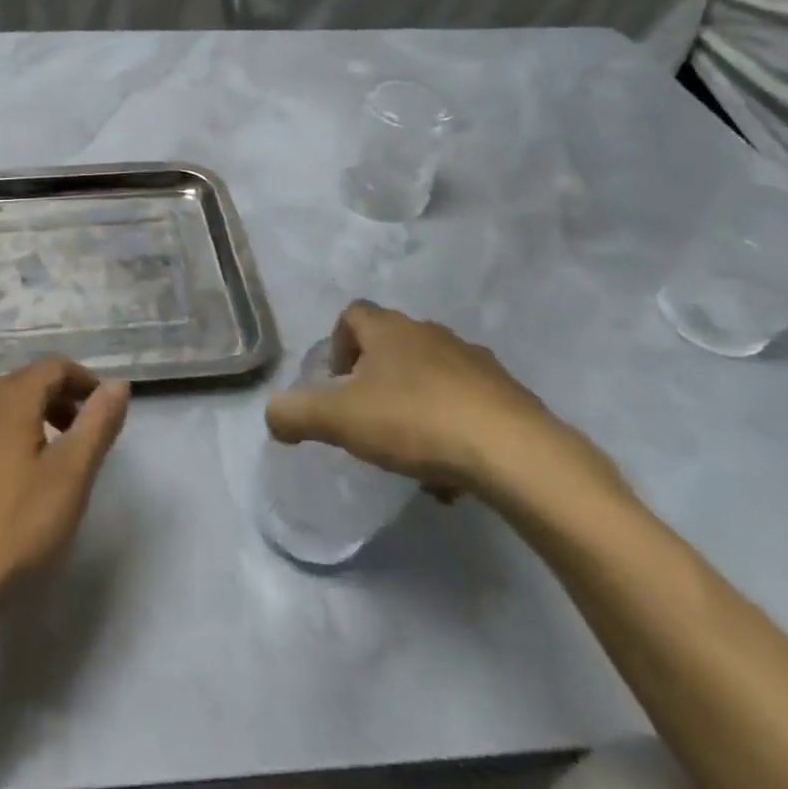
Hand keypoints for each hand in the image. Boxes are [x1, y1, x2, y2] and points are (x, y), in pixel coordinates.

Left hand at [0, 359, 129, 609]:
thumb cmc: (16, 523)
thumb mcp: (71, 474)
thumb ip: (98, 423)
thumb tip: (118, 384)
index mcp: (10, 399)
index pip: (53, 366)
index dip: (84, 381)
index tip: (105, 411)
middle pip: (27, 384)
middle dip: (61, 401)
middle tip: (86, 437)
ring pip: (4, 411)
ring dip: (36, 422)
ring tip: (55, 464)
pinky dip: (10, 443)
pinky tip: (16, 486)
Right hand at [266, 300, 600, 501]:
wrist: (515, 453)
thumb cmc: (415, 421)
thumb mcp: (339, 419)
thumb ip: (295, 413)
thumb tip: (273, 415)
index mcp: (390, 330)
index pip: (353, 314)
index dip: (337, 343)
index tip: (337, 382)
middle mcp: (432, 335)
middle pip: (393, 345)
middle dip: (376, 379)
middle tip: (368, 419)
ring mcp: (476, 363)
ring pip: (432, 378)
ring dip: (415, 407)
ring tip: (411, 455)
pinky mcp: (509, 396)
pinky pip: (467, 406)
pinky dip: (452, 432)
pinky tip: (450, 474)